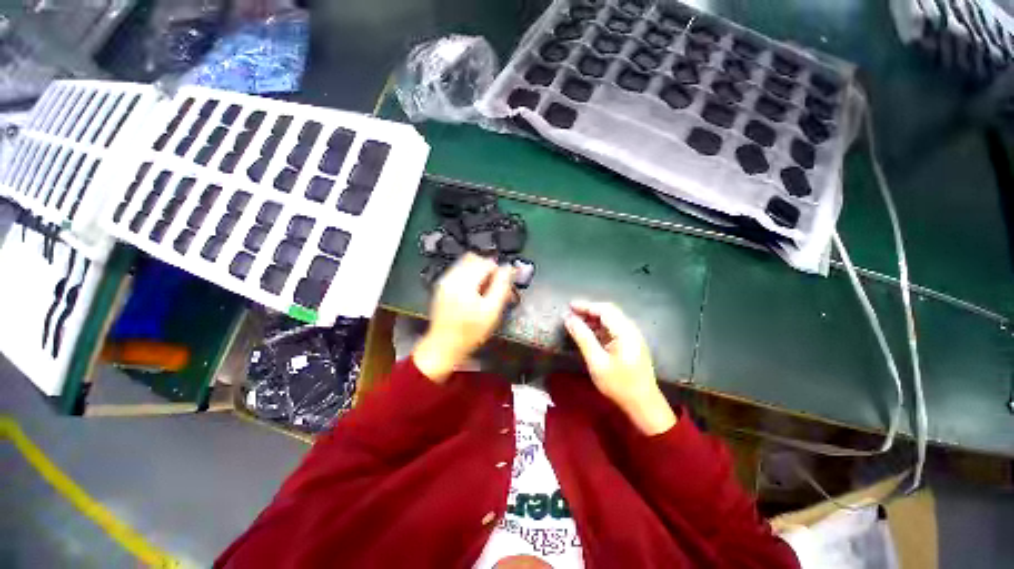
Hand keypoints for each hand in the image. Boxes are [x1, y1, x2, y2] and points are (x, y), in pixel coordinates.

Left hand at [413, 254, 513, 382]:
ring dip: (479, 271)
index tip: (503, 287)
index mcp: (464, 282)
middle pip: (475, 258)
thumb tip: (508, 268)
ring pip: (466, 263)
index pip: (486, 262)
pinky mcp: (442, 286)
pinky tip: (473, 293)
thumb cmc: (470, 332)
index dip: (499, 272)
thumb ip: (501, 286)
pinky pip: (459, 271)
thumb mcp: (491, 311)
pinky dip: (470, 276)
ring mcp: (444, 280)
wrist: (443, 346)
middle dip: (489, 269)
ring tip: (484, 290)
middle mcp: (451, 276)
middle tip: (495, 287)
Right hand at [564, 300, 675, 434]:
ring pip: (611, 320)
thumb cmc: (619, 384)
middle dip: (588, 310)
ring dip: (593, 319)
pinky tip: (588, 333)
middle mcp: (631, 330)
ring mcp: (632, 337)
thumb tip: (569, 319)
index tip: (569, 306)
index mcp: (625, 332)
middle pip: (608, 312)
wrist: (643, 404)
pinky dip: (599, 327)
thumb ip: (583, 337)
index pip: (604, 310)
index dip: (586, 306)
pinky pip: (613, 329)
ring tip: (576, 322)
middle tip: (570, 314)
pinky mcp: (630, 344)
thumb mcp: (596, 362)